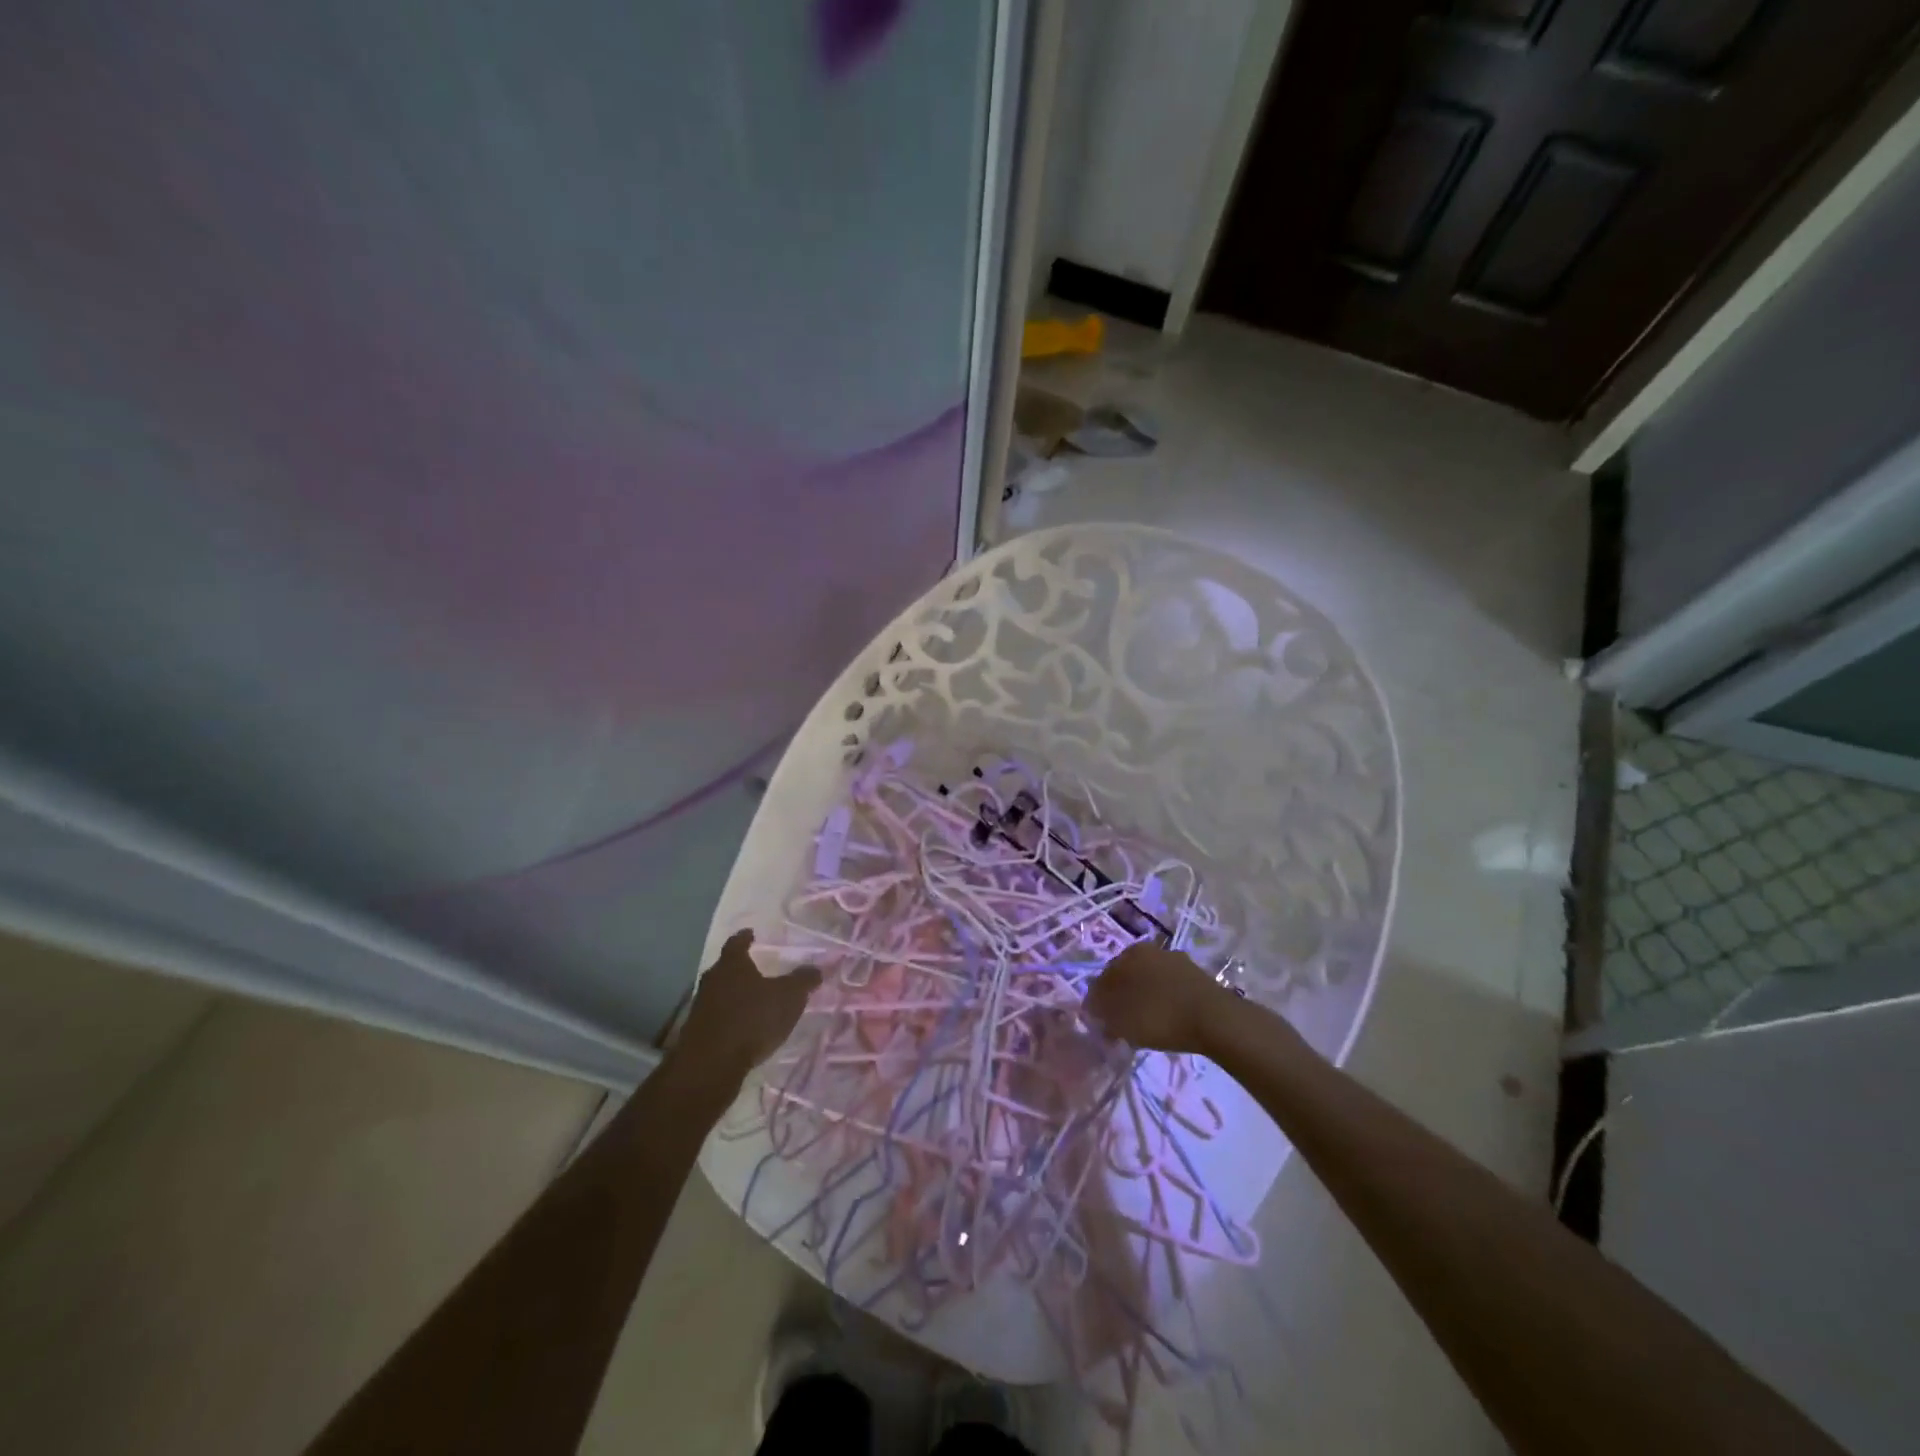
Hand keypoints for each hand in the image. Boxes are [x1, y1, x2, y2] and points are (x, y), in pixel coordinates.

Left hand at [675, 930, 819, 1081]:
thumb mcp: (788, 997)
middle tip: (756, 968)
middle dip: (740, 968)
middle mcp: (712, 980)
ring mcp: (701, 1007)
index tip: (751, 933)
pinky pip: (717, 1017)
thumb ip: (803, 981)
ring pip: (720, 993)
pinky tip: (742, 1027)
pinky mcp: (697, 1033)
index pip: (737, 943)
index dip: (745, 937)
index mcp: (732, 964)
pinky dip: (729, 1018)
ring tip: (752, 1000)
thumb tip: (816, 969)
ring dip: (734, 995)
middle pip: (726, 968)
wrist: (710, 1065)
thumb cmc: (751, 1019)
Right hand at [1084, 944, 1231, 1054]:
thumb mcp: (1121, 1021)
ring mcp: (1174, 960)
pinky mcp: (1195, 974)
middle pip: (1126, 976)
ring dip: (1143, 999)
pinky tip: (1167, 1020)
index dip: (1098, 1002)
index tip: (1100, 1023)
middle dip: (1120, 998)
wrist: (1215, 1019)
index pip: (1102, 978)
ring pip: (1149, 981)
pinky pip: (1169, 988)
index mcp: (1128, 954)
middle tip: (1120, 1024)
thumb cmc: (1160, 1016)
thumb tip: (1093, 1010)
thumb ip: (1101, 1013)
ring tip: (1144, 1025)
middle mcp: (1149, 950)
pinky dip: (1163, 1001)